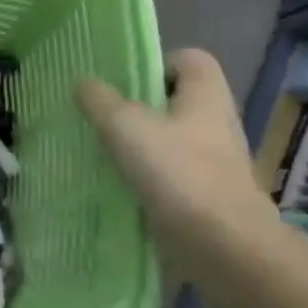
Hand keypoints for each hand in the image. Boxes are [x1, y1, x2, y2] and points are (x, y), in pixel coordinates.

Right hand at [76, 49, 269, 270]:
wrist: (224, 248)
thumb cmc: (178, 172)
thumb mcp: (125, 126)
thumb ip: (100, 100)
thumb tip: (84, 83)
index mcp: (206, 96)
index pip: (190, 60)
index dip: (158, 62)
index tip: (125, 81)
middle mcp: (216, 123)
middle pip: (176, 100)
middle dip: (140, 105)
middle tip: (103, 113)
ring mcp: (214, 162)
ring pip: (171, 138)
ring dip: (140, 142)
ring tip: (103, 149)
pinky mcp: (206, 195)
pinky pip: (170, 172)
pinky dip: (146, 175)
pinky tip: (118, 182)